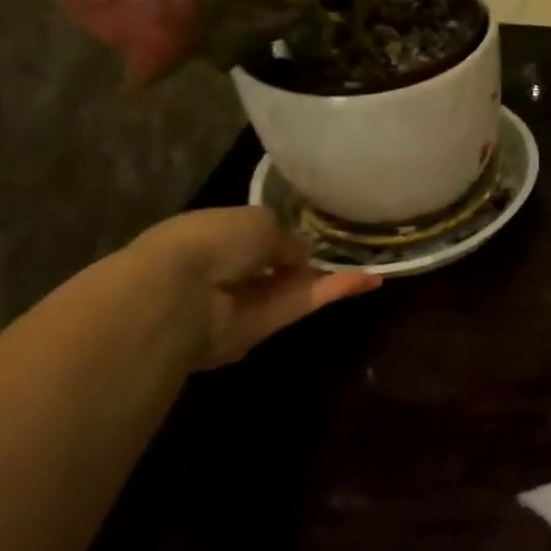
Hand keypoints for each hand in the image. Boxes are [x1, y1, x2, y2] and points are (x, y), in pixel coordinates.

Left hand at [133, 207, 378, 368]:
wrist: (180, 296)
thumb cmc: (212, 242)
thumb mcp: (258, 221)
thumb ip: (286, 237)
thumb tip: (301, 254)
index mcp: (213, 235)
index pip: (254, 236)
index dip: (283, 236)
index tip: (313, 234)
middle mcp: (226, 270)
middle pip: (275, 266)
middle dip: (305, 261)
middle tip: (345, 253)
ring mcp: (243, 303)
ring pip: (292, 288)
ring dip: (329, 278)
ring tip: (371, 269)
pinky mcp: (261, 329)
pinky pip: (300, 305)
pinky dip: (333, 292)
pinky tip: (368, 281)